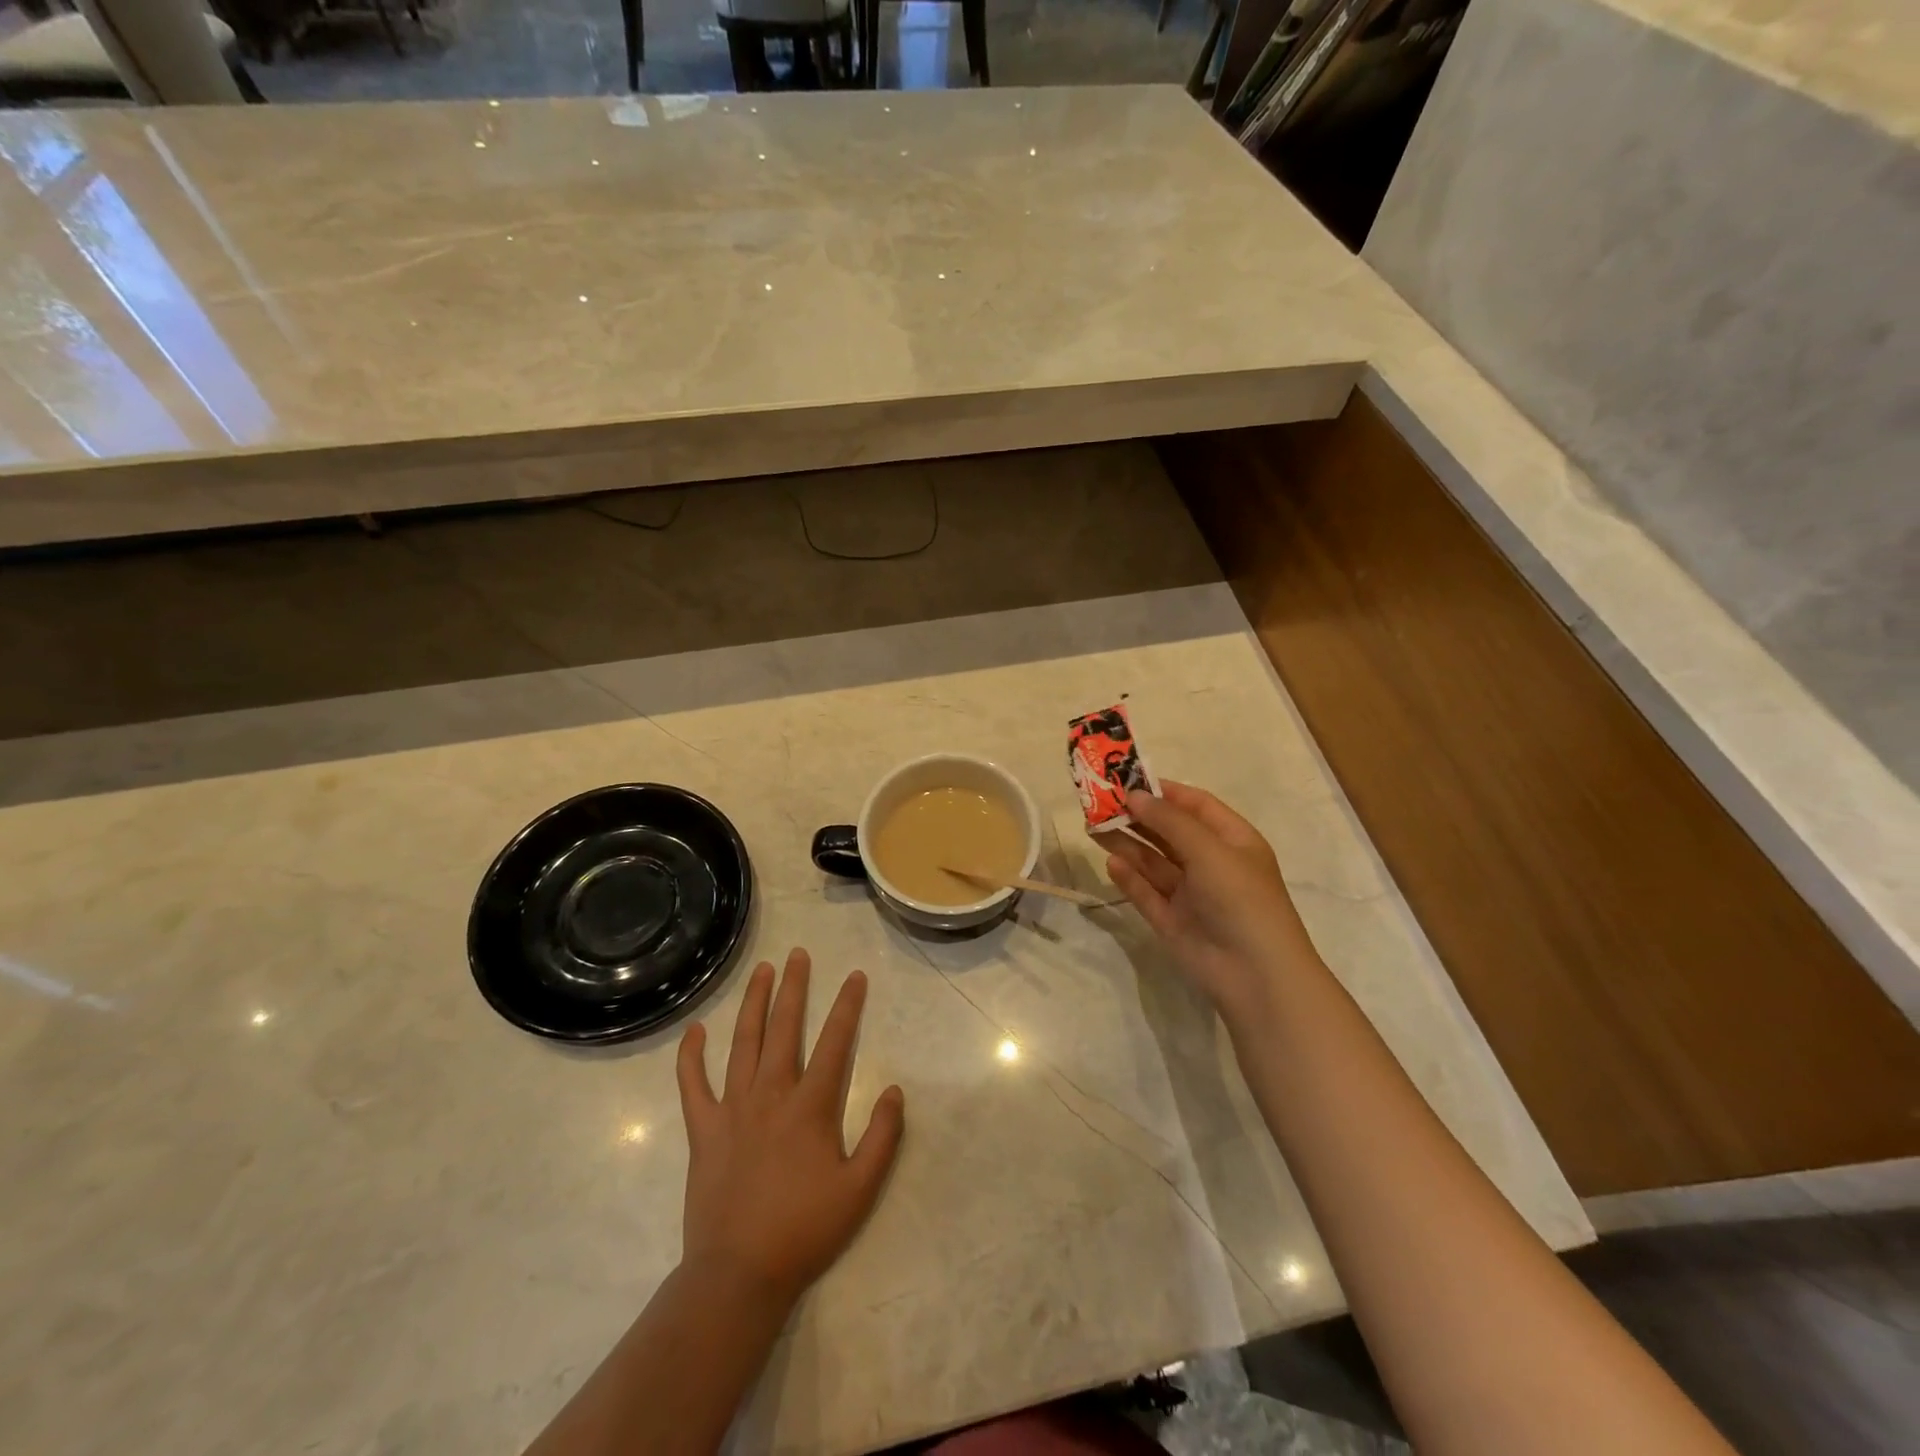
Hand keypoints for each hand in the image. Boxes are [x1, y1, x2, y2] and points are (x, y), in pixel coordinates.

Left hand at [676, 949, 905, 1308]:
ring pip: (743, 1042)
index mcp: (811, 1106)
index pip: (836, 1041)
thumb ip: (883, 1136)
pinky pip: (693, 1084)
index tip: (855, 976)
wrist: (739, 1274)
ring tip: (762, 971)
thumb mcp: (861, 1189)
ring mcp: (733, 1108)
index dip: (847, 1005)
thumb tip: (893, 1089)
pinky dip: (691, 1056)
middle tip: (798, 954)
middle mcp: (771, 1094)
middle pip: (785, 1028)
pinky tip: (695, 1030)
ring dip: (753, 1003)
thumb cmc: (804, 1230)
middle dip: (794, 988)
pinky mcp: (703, 1129)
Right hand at [1105, 782, 1320, 1017]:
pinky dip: (1129, 878)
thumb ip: (1169, 821)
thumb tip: (1134, 795)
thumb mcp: (1209, 850)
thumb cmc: (1240, 898)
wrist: (1255, 974)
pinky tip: (1110, 863)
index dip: (1164, 791)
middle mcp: (1211, 863)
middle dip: (1137, 817)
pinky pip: (1146, 893)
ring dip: (1126, 844)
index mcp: (1232, 841)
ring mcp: (1191, 894)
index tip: (1127, 780)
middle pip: (1169, 832)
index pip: (1196, 805)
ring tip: (1093, 828)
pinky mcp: (1172, 921)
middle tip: (1099, 803)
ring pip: (1153, 862)